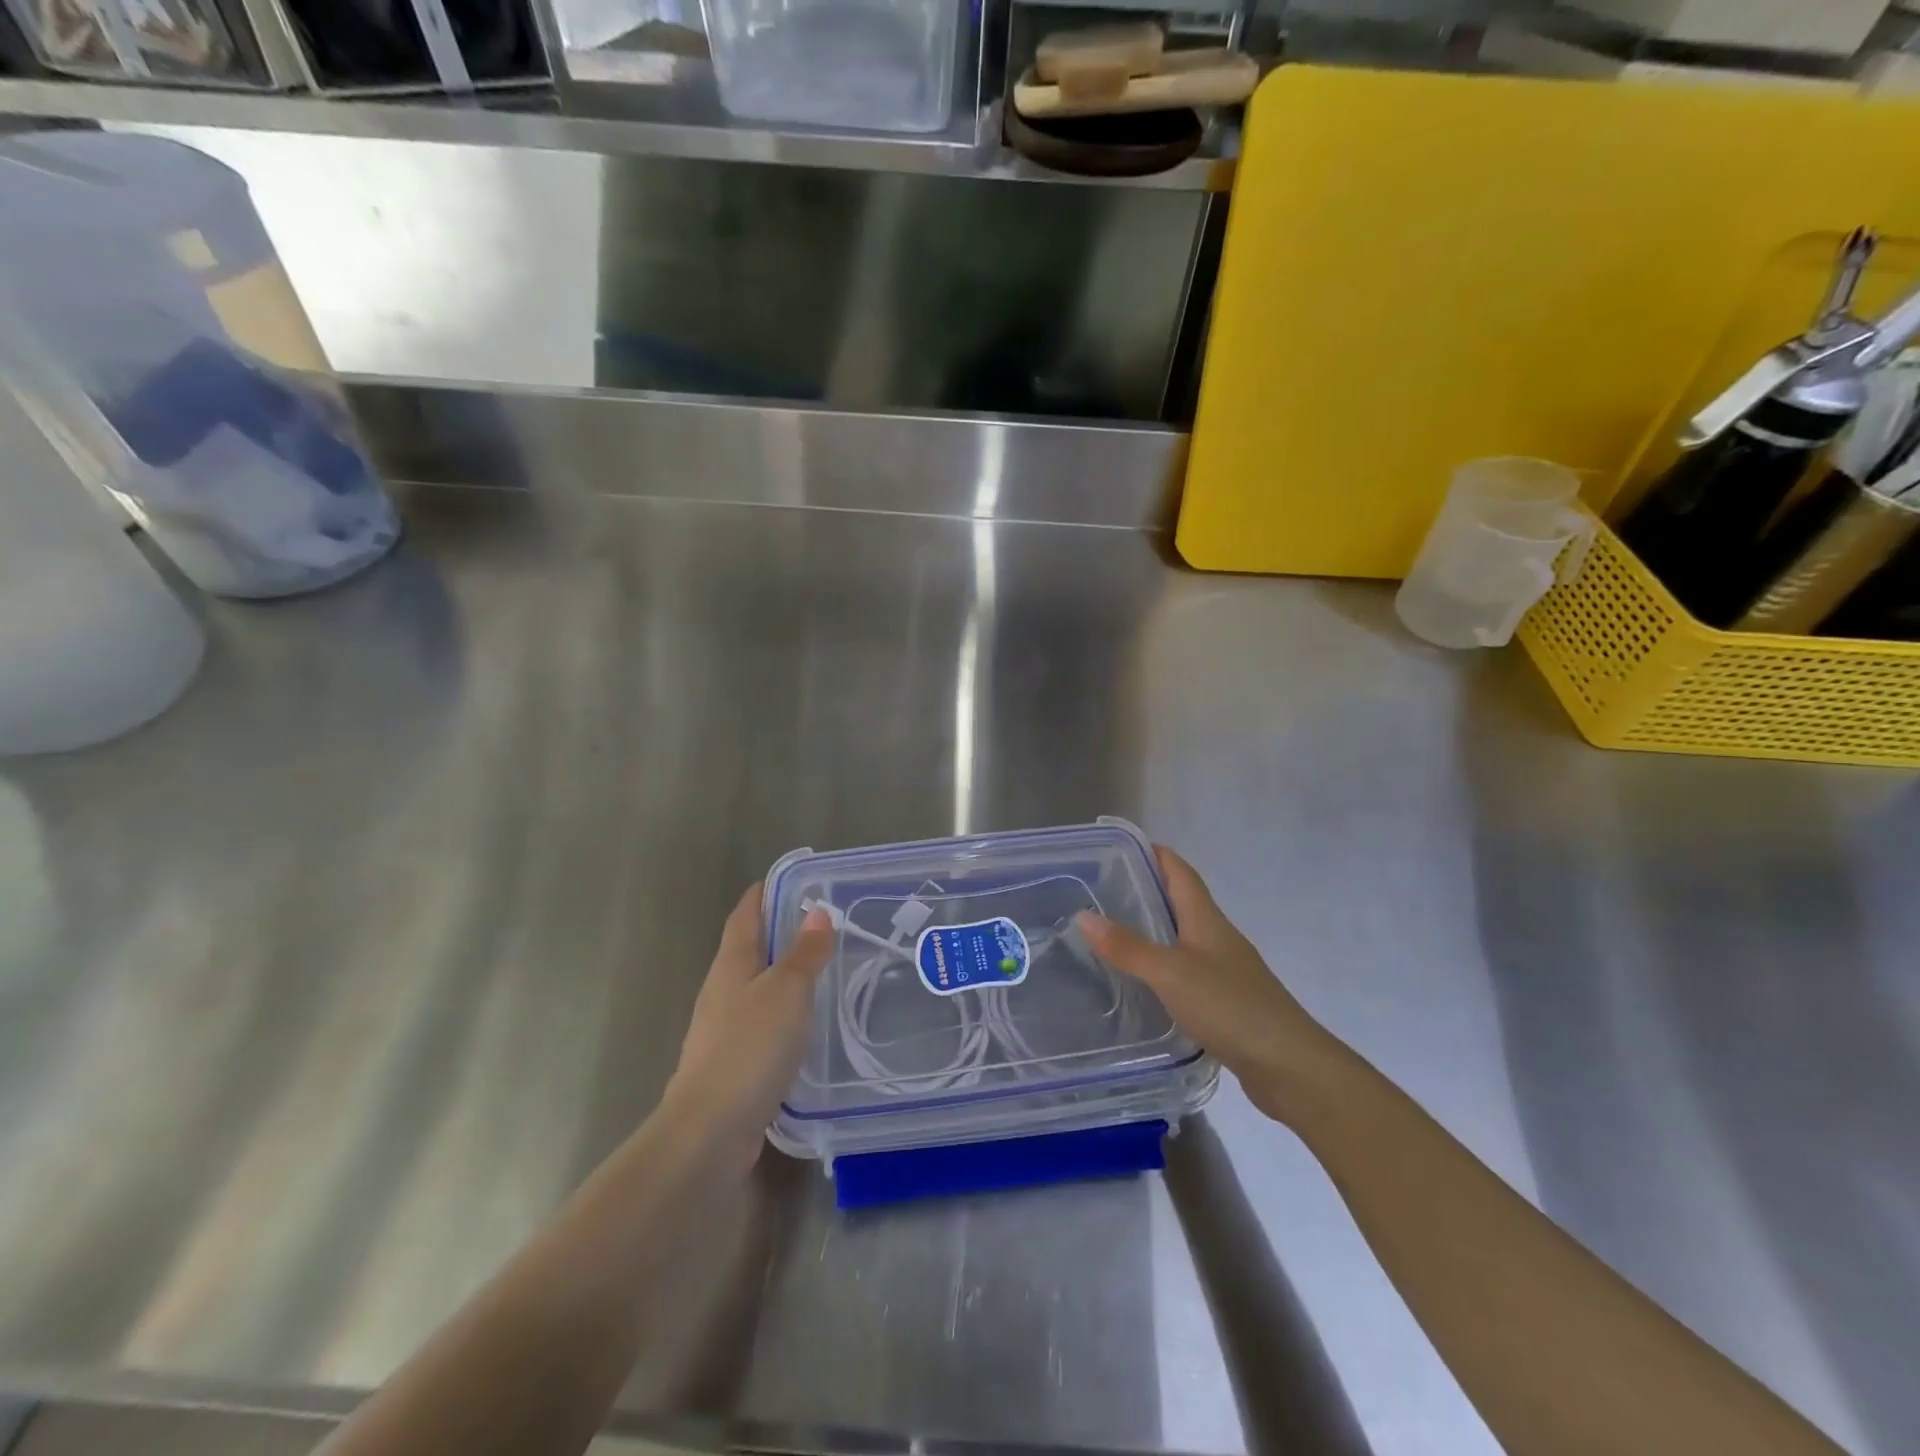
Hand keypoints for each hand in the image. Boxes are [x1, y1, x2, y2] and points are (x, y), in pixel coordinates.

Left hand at [658, 886, 833, 1174]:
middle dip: (777, 932)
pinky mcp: (732, 1061)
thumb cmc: (750, 1047)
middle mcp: (722, 990)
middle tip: (819, 922)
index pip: (745, 915)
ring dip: (782, 973)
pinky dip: (782, 1011)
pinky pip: (761, 1021)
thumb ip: (804, 953)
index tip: (789, 880)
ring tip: (820, 968)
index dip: (763, 894)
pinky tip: (804, 1022)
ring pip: (755, 986)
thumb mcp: (787, 991)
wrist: (711, 1128)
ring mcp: (723, 1028)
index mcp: (732, 964)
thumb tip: (817, 912)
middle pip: (748, 948)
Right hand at [1078, 846, 1333, 1124]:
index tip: (1121, 846)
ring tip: (1113, 932)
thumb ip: (1128, 947)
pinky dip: (1163, 965)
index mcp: (1207, 920)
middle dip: (1147, 890)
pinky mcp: (1226, 1001)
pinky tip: (1143, 981)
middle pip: (1182, 901)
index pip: (1180, 872)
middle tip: (1103, 889)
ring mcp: (1225, 970)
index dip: (1156, 854)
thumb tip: (1084, 916)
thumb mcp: (1171, 973)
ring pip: (1184, 937)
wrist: (1289, 1066)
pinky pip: (1187, 970)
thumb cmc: (1230, 1007)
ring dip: (1154, 929)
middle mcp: (1218, 938)